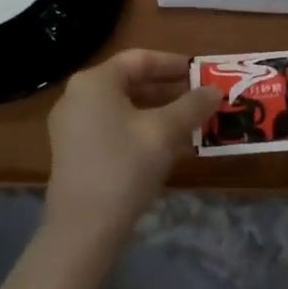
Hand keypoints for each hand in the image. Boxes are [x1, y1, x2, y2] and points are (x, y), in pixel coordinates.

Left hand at [45, 50, 221, 244]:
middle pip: (131, 82)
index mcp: (95, 82)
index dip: (174, 64)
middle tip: (202, 99)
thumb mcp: (165, 132)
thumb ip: (192, 105)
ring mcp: (72, 126)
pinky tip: (170, 146)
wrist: (83, 229)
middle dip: (169, 90)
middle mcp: (78, 96)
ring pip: (124, 108)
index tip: (201, 73)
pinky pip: (114, 128)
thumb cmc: (125, 167)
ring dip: (159, 112)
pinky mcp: (75, 152)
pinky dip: (141, 130)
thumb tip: (214, 90)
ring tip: (193, 122)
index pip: (140, 59)